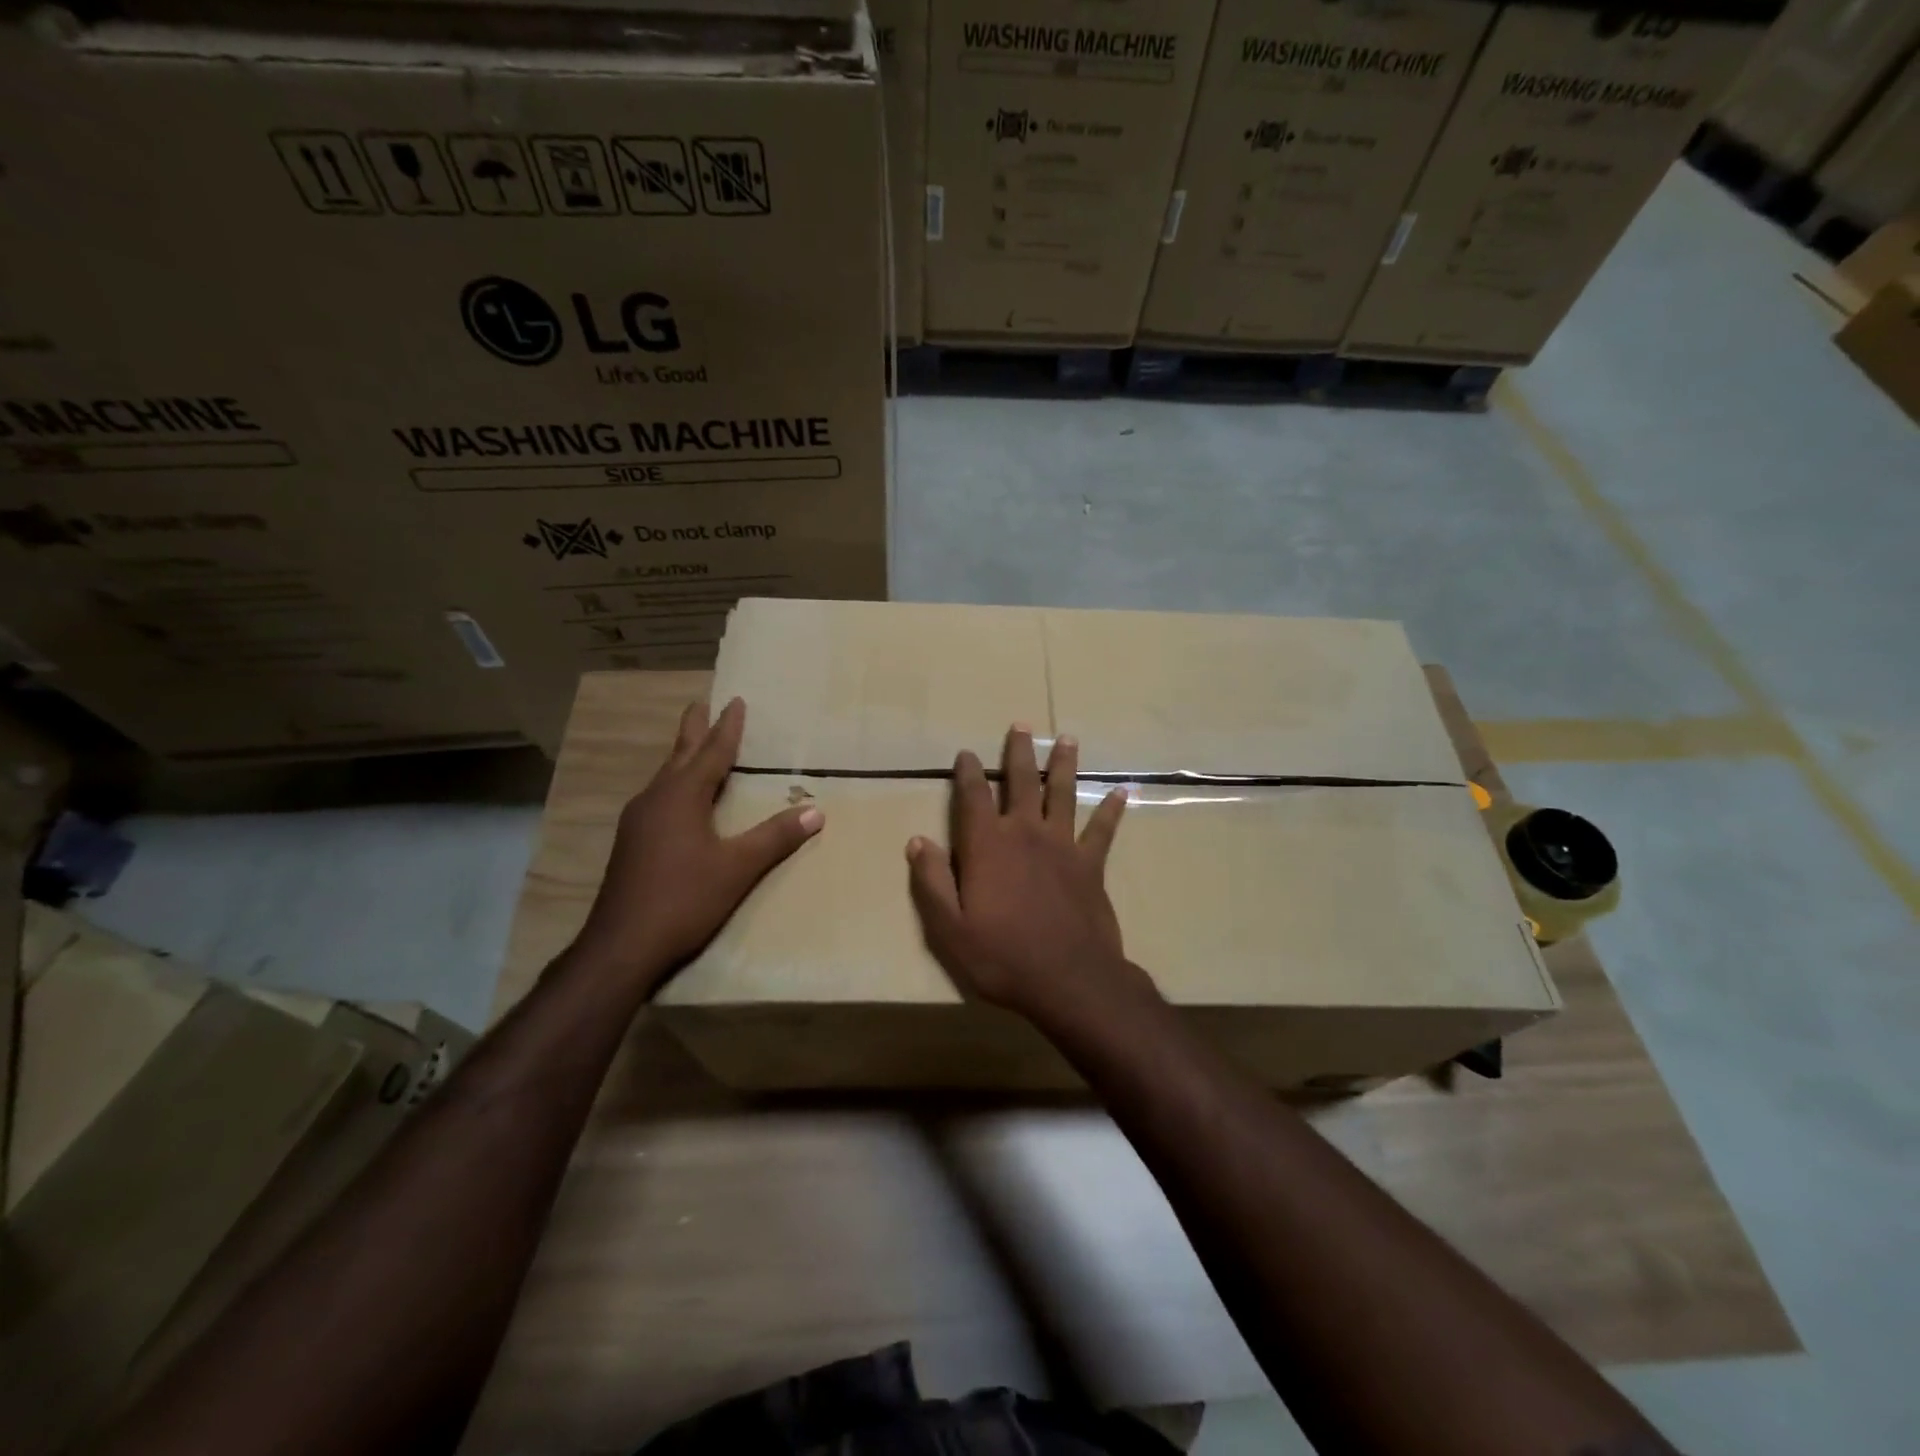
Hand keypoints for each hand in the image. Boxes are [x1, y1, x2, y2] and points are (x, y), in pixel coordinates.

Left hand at [570, 697, 821, 992]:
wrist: (621, 945)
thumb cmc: (684, 899)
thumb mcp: (738, 868)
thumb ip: (776, 837)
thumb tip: (816, 811)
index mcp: (682, 796)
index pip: (712, 752)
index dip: (727, 727)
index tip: (736, 701)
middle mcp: (656, 799)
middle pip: (679, 754)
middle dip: (694, 729)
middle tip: (701, 703)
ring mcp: (638, 821)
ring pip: (665, 777)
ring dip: (682, 757)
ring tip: (694, 746)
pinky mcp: (631, 844)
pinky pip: (658, 798)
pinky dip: (675, 784)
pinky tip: (678, 800)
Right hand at [907, 725, 1150, 1027]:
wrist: (1069, 980)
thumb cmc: (1001, 956)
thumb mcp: (949, 928)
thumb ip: (932, 882)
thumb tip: (917, 842)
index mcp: (987, 846)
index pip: (973, 797)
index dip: (967, 772)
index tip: (965, 753)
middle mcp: (1025, 834)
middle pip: (1022, 782)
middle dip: (1019, 752)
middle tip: (1021, 725)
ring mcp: (1062, 846)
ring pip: (1063, 794)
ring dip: (1064, 765)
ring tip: (1068, 739)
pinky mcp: (1091, 864)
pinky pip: (1103, 829)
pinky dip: (1112, 809)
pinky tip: (1123, 790)